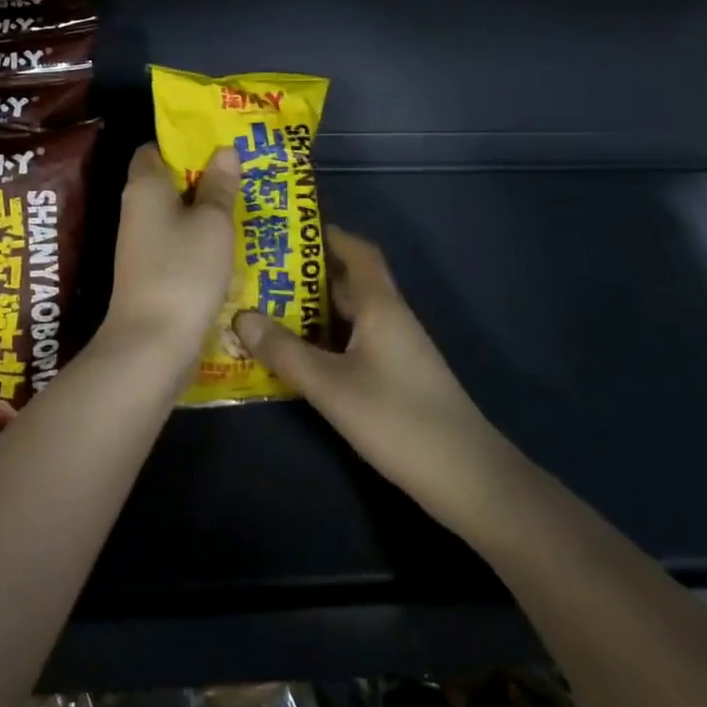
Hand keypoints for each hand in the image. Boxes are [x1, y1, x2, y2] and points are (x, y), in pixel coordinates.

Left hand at [99, 143, 239, 368]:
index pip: (153, 149)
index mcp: (144, 187)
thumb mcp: (212, 223)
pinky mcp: (151, 272)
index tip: (217, 144)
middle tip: (244, 172)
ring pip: (176, 215)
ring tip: (247, 203)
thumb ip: (219, 186)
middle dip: (203, 177)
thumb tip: (224, 150)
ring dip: (205, 211)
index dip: (182, 143)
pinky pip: (178, 243)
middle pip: (167, 182)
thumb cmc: (184, 270)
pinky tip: (231, 244)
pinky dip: (200, 240)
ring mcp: (142, 244)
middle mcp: (136, 210)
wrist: (152, 343)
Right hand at [233, 228, 510, 534]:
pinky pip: (353, 344)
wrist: (466, 477)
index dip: (329, 236)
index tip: (289, 230)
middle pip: (349, 283)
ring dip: (312, 311)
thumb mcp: (331, 385)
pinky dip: (324, 341)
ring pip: (349, 317)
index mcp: (380, 307)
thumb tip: (241, 315)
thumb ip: (285, 351)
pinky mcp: (395, 378)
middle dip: (307, 275)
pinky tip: (296, 356)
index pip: (359, 252)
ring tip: (265, 310)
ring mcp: (395, 350)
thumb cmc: (397, 419)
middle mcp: (389, 319)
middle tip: (259, 274)